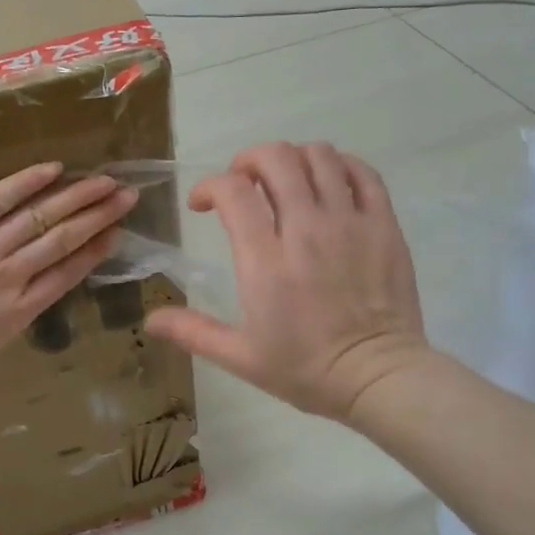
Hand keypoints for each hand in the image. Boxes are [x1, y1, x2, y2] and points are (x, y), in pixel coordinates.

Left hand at [0, 164, 137, 395]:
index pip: (66, 275)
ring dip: (77, 197)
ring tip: (106, 181)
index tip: (115, 234)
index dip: (94, 252)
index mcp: (15, 314)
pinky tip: (54, 169)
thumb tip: (14, 308)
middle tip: (127, 196)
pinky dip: (26, 183)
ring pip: (40, 218)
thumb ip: (0, 326)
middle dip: (98, 217)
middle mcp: (9, 278)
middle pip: (62, 241)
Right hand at [145, 142, 428, 422]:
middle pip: (276, 159)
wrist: (378, 378)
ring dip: (293, 159)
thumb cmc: (305, 370)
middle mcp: (306, 229)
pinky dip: (339, 166)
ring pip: (319, 156)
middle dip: (249, 161)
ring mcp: (349, 222)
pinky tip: (328, 183)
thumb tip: (150, 320)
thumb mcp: (241, 358)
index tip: (203, 205)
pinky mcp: (384, 225)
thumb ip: (193, 332)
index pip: (233, 191)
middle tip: (243, 184)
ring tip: (285, 182)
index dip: (210, 186)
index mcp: (265, 261)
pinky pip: (362, 173)